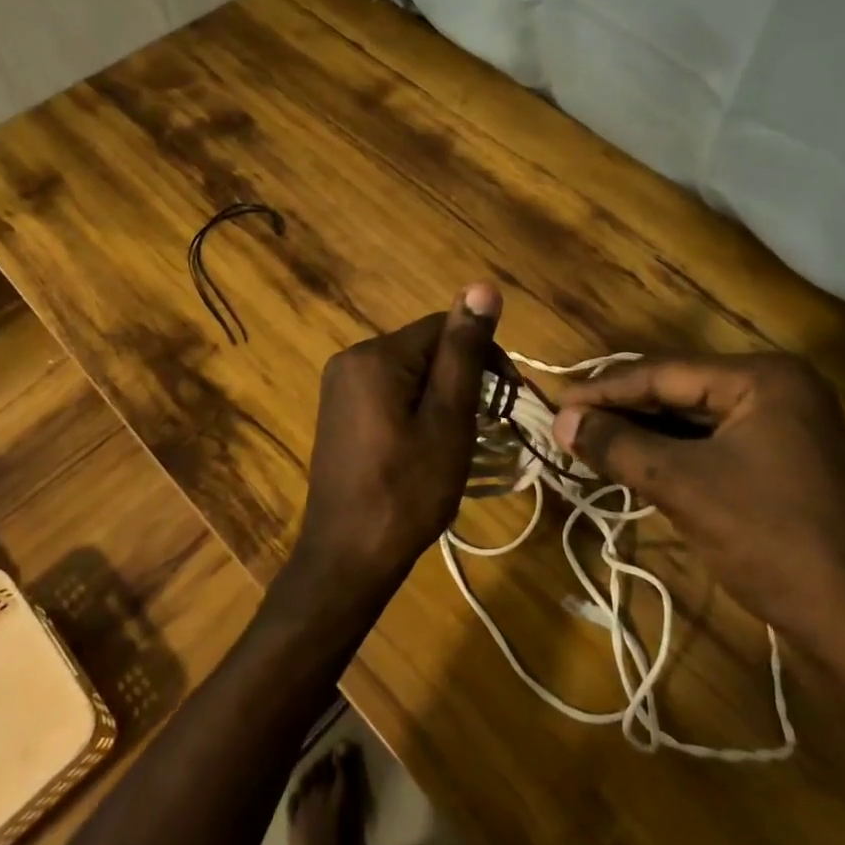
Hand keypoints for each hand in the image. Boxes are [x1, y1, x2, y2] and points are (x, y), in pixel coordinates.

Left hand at [294, 283, 502, 587]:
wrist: (348, 557)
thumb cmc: (407, 490)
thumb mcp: (448, 419)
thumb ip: (464, 352)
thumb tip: (483, 287)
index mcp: (376, 355)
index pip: (443, 327)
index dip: (483, 356)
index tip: (506, 398)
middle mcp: (351, 358)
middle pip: (425, 348)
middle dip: (461, 378)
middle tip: (482, 427)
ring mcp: (339, 386)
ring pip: (409, 371)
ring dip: (440, 395)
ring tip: (455, 440)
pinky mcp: (339, 411)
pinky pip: (388, 391)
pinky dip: (415, 408)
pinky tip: (423, 444)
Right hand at [553, 354, 844, 674]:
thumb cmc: (775, 542)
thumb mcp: (685, 487)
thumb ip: (619, 446)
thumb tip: (561, 421)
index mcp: (765, 378)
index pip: (664, 372)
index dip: (605, 389)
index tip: (555, 404)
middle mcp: (780, 391)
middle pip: (680, 392)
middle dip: (623, 411)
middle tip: (567, 426)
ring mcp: (789, 431)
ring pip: (697, 423)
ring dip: (645, 436)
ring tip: (590, 444)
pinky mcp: (788, 469)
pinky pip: (717, 449)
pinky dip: (675, 458)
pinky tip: (637, 467)